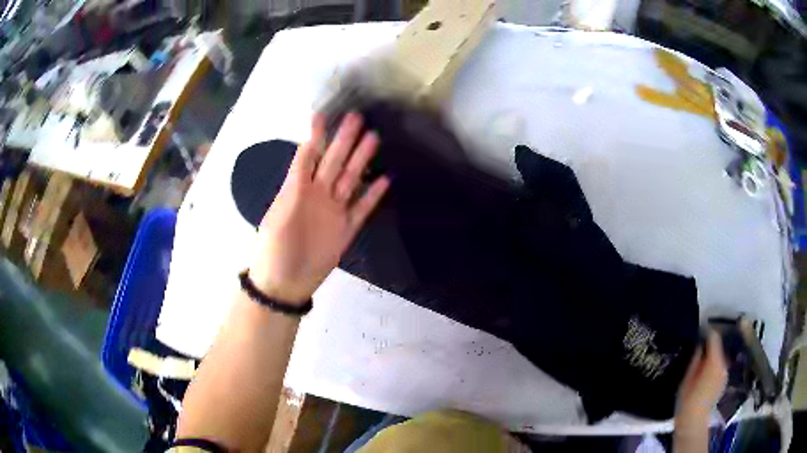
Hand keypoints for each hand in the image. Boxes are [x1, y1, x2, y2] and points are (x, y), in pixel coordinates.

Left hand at [249, 112, 389, 303]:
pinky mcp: (347, 230)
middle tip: (356, 117)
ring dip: (361, 161)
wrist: (284, 283)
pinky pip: (362, 209)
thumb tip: (305, 149)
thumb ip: (295, 182)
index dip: (316, 136)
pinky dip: (373, 196)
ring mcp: (334, 212)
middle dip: (344, 140)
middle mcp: (318, 195)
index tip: (323, 114)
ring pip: (351, 180)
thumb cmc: (274, 248)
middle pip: (334, 163)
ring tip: (374, 138)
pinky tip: (385, 180)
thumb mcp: (280, 212)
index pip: (309, 156)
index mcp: (298, 189)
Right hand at [675, 330, 727, 429]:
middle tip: (700, 343)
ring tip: (703, 356)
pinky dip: (715, 363)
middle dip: (711, 342)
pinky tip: (707, 370)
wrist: (693, 422)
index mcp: (715, 361)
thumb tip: (700, 344)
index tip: (700, 329)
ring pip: (721, 356)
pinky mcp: (724, 380)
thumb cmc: (687, 401)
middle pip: (720, 346)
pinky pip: (721, 365)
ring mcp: (725, 373)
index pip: (714, 337)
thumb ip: (696, 359)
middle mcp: (724, 364)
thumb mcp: (687, 378)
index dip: (707, 331)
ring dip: (714, 353)